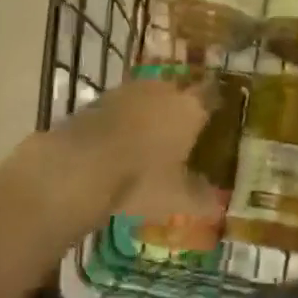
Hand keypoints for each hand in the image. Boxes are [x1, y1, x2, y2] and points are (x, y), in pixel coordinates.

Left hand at [24, 76, 222, 226]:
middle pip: (180, 91)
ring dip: (153, 110)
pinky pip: (124, 106)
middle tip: (187, 129)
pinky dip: (127, 119)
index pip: (212, 95)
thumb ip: (202, 200)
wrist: (77, 166)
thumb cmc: (140, 181)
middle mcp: (163, 90)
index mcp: (190, 108)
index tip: (220, 115)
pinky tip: (123, 140)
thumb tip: (219, 207)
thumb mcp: (177, 199)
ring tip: (154, 135)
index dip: (216, 104)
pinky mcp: (100, 99)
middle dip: (183, 107)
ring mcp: (129, 91)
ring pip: (150, 96)